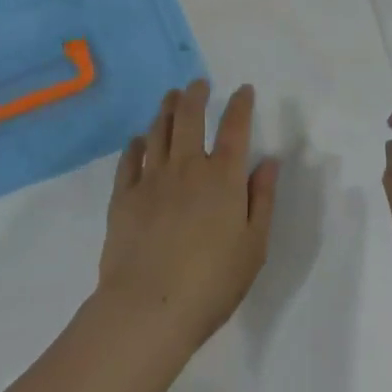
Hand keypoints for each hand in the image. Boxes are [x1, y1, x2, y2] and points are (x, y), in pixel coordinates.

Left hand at [96, 80, 279, 355]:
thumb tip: (268, 162)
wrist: (148, 308)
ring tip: (171, 97)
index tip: (243, 90)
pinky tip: (138, 140)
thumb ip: (262, 200)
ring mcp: (152, 179)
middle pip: (190, 117)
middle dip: (196, 95)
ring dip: (166, 109)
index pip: (235, 128)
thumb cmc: (211, 283)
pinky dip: (135, 144)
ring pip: (159, 131)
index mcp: (223, 177)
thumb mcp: (253, 246)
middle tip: (198, 83)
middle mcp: (187, 167)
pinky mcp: (123, 196)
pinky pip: (129, 159)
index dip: (240, 105)